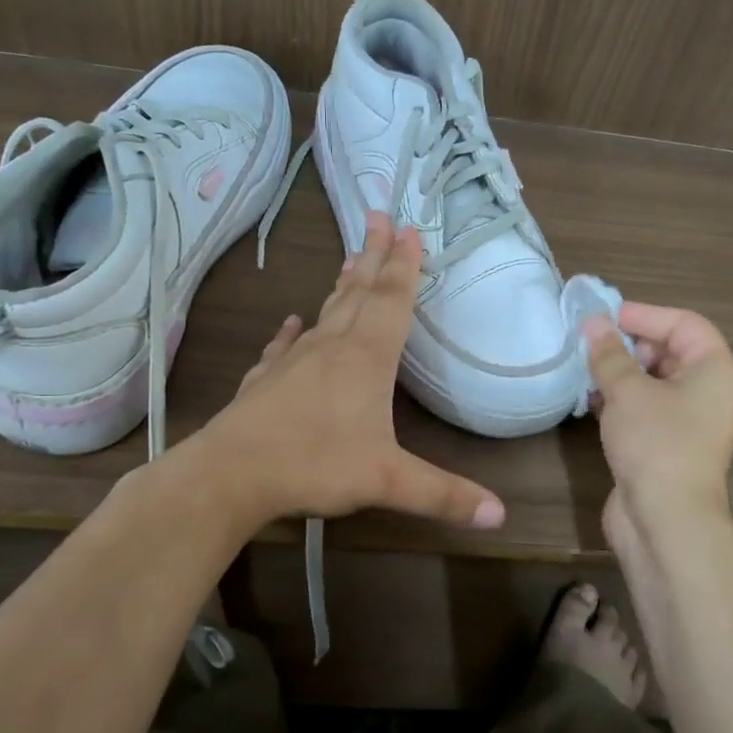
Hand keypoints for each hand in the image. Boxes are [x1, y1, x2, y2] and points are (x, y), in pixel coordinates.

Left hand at [202, 210, 505, 531]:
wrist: (230, 473)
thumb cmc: (315, 464)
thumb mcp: (388, 481)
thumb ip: (444, 495)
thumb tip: (501, 516)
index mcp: (366, 358)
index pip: (392, 301)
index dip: (405, 266)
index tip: (409, 229)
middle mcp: (332, 348)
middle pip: (359, 293)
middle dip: (373, 255)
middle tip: (379, 217)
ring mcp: (294, 362)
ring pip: (325, 312)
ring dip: (342, 284)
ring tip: (351, 259)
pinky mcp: (266, 381)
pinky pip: (284, 347)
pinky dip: (292, 332)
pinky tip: (292, 322)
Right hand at [585, 303, 732, 542]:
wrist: (665, 521)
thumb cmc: (656, 443)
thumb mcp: (628, 391)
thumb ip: (609, 354)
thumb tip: (593, 323)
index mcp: (715, 369)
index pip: (684, 323)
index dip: (644, 314)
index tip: (604, 316)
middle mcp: (709, 391)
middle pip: (670, 351)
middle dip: (629, 344)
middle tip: (591, 343)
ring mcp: (689, 421)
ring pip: (654, 382)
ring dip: (620, 373)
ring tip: (584, 367)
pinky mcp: (667, 445)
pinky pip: (645, 409)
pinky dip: (620, 400)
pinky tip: (590, 399)